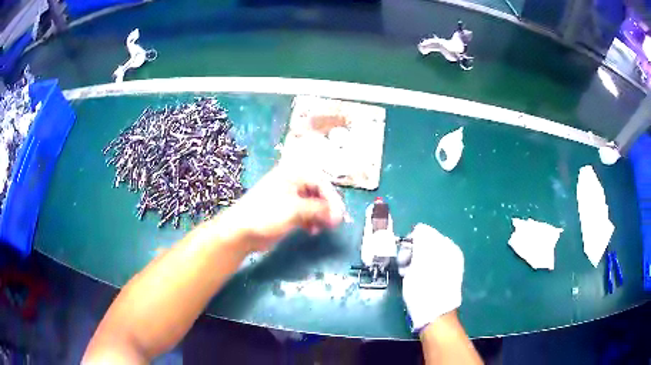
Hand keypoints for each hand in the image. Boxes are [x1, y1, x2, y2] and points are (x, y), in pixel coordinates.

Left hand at [222, 164, 346, 252]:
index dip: (332, 198)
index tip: (339, 214)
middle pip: (319, 192)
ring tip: (323, 228)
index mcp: (292, 174)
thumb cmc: (266, 214)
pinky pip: (306, 213)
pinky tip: (312, 231)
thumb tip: (338, 214)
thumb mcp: (295, 209)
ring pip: (313, 204)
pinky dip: (311, 221)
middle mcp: (292, 182)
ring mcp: (289, 197)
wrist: (241, 231)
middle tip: (334, 223)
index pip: (321, 181)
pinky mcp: (287, 211)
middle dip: (327, 208)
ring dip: (320, 216)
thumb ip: (318, 209)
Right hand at [401, 223, 463, 331]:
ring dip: (414, 262)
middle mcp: (450, 252)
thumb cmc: (424, 288)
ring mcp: (449, 264)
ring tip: (409, 275)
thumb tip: (420, 228)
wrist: (434, 314)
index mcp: (446, 245)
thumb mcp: (419, 261)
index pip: (424, 232)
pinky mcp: (446, 275)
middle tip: (405, 266)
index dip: (411, 242)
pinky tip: (416, 279)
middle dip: (413, 252)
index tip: (404, 256)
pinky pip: (431, 265)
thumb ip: (421, 239)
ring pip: (426, 255)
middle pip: (426, 243)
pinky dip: (422, 269)